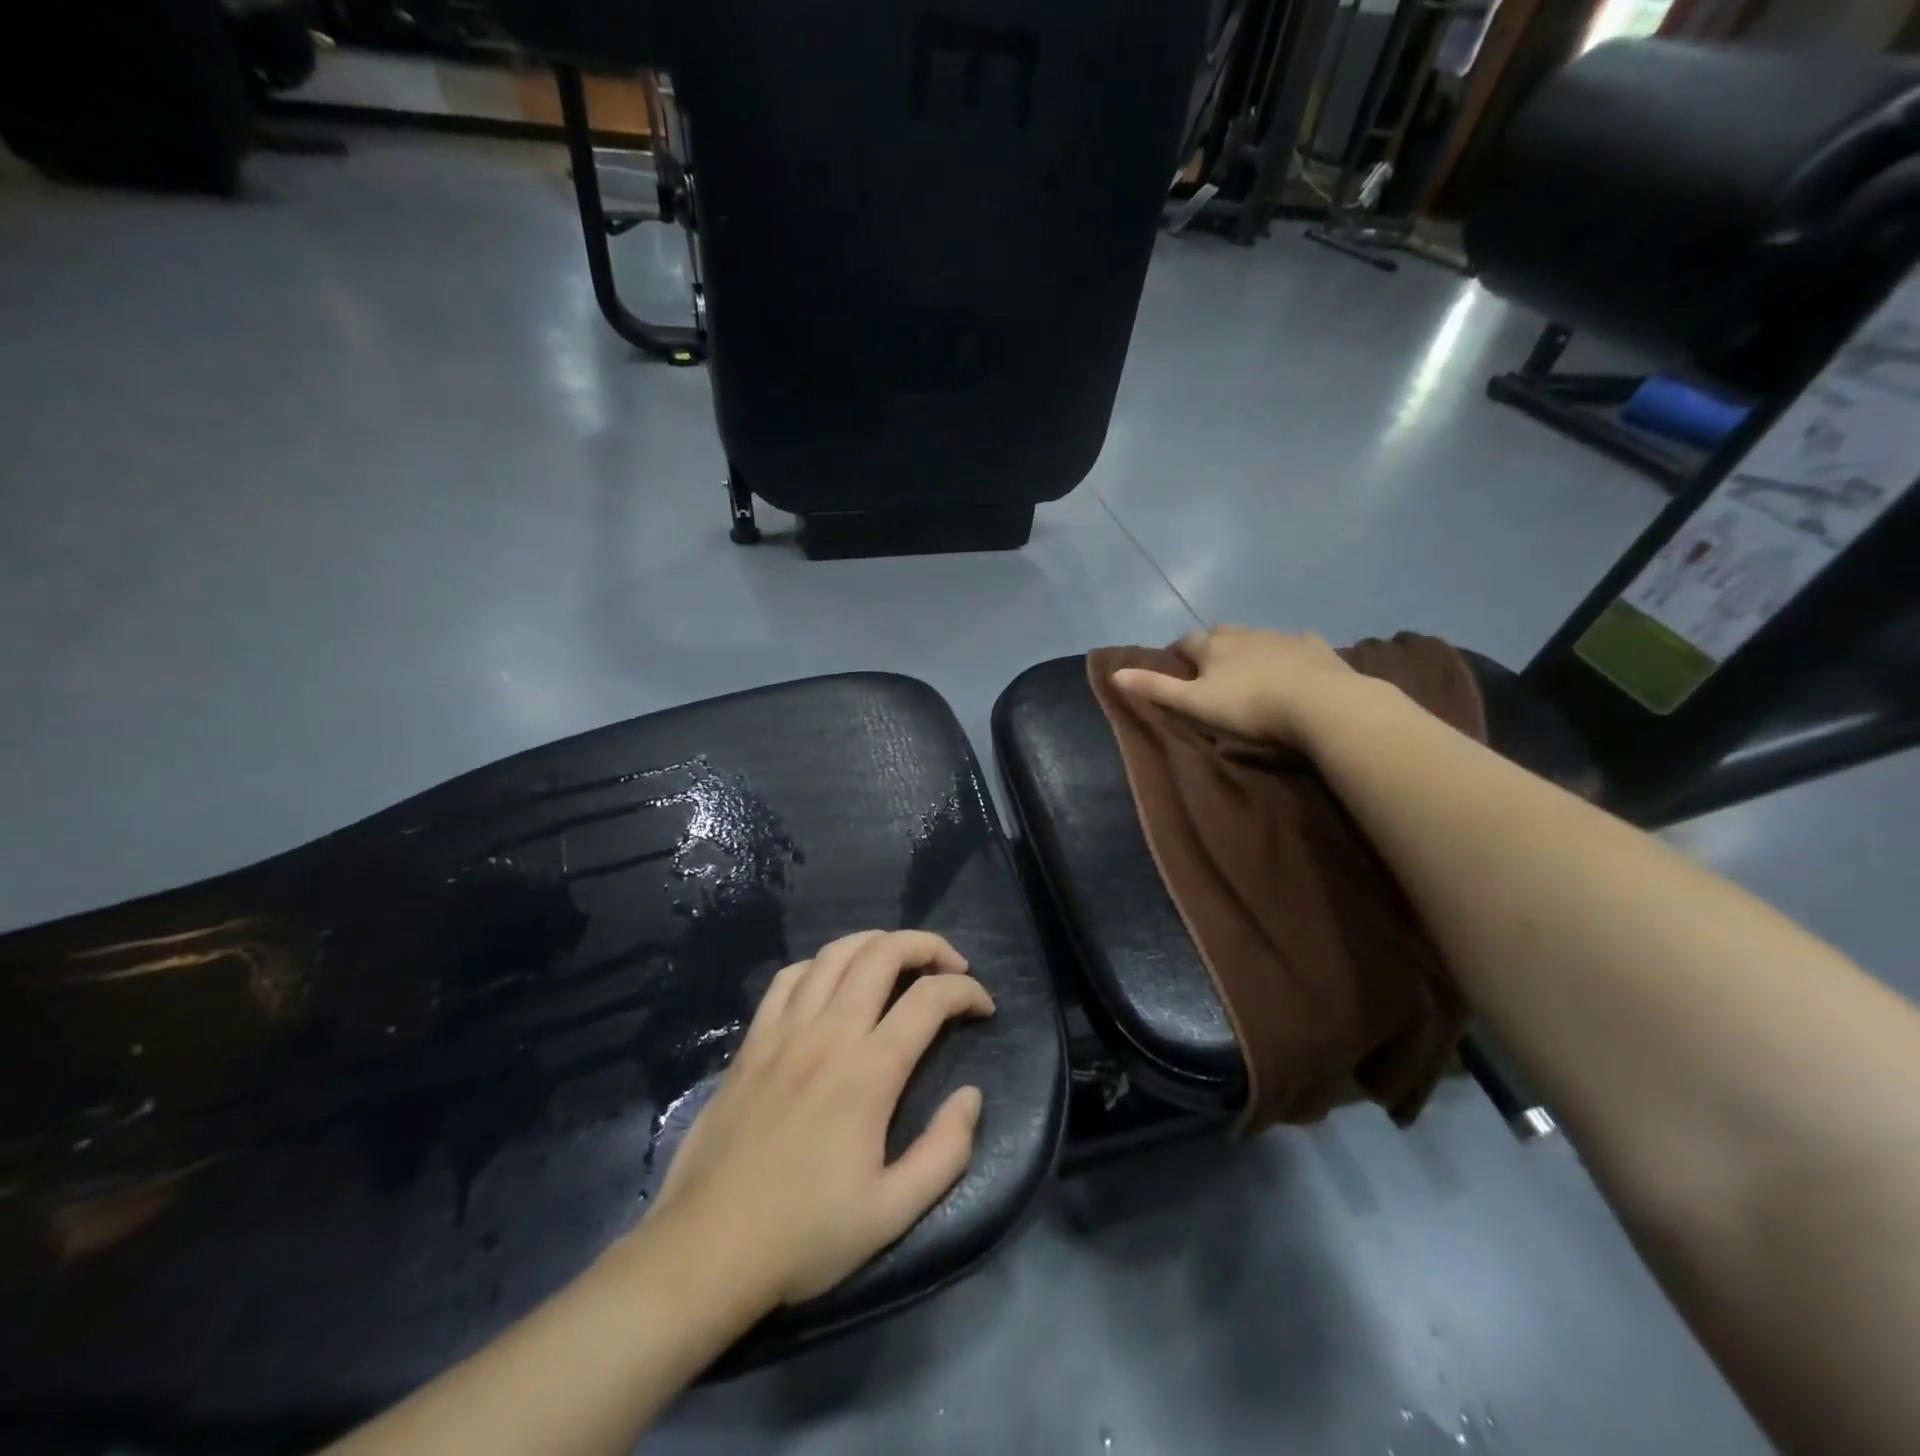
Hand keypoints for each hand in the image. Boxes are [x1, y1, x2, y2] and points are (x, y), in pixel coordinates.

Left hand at [648, 930, 993, 1308]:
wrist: (706, 1250)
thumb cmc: (804, 1236)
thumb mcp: (892, 1213)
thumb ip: (945, 1151)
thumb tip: (971, 1096)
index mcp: (868, 1072)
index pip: (930, 999)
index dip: (966, 990)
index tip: (984, 1007)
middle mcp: (828, 1034)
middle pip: (882, 953)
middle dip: (926, 945)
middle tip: (950, 964)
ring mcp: (784, 1032)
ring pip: (834, 954)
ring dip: (876, 942)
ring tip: (899, 959)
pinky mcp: (751, 1041)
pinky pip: (788, 978)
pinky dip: (821, 964)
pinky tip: (832, 981)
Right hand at [1111, 625, 1364, 744]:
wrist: (1321, 705)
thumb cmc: (1250, 707)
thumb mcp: (1195, 704)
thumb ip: (1157, 688)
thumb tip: (1115, 673)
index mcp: (1213, 646)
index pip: (1186, 641)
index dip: (1178, 654)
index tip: (1177, 669)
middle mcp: (1245, 633)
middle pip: (1221, 633)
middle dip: (1212, 646)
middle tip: (1211, 670)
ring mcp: (1282, 636)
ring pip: (1257, 637)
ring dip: (1248, 649)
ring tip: (1250, 672)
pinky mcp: (1315, 647)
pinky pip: (1296, 644)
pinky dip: (1288, 652)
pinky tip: (1293, 666)